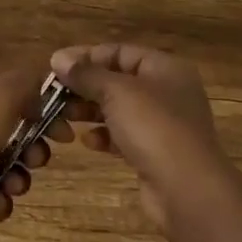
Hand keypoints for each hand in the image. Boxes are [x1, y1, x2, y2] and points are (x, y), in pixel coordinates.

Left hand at [0, 66, 65, 241]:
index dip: (43, 112)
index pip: (14, 99)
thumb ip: (25, 83)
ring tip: (12, 185)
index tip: (64, 132)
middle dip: (34, 150)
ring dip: (18, 179)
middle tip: (37, 159)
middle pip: (15, 136)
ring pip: (8, 169)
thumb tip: (42, 89)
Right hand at [51, 44, 233, 232]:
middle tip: (53, 95)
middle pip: (118, 80)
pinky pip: (124, 136)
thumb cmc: (154, 127)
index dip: (86, 56)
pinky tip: (87, 142)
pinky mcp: (156, 153)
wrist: (188, 190)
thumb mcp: (116, 92)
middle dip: (85, 86)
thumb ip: (86, 73)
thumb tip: (58, 57)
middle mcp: (167, 91)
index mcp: (165, 68)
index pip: (120, 51)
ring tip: (64, 117)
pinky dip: (104, 136)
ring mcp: (163, 124)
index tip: (55, 66)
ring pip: (119, 109)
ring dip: (90, 111)